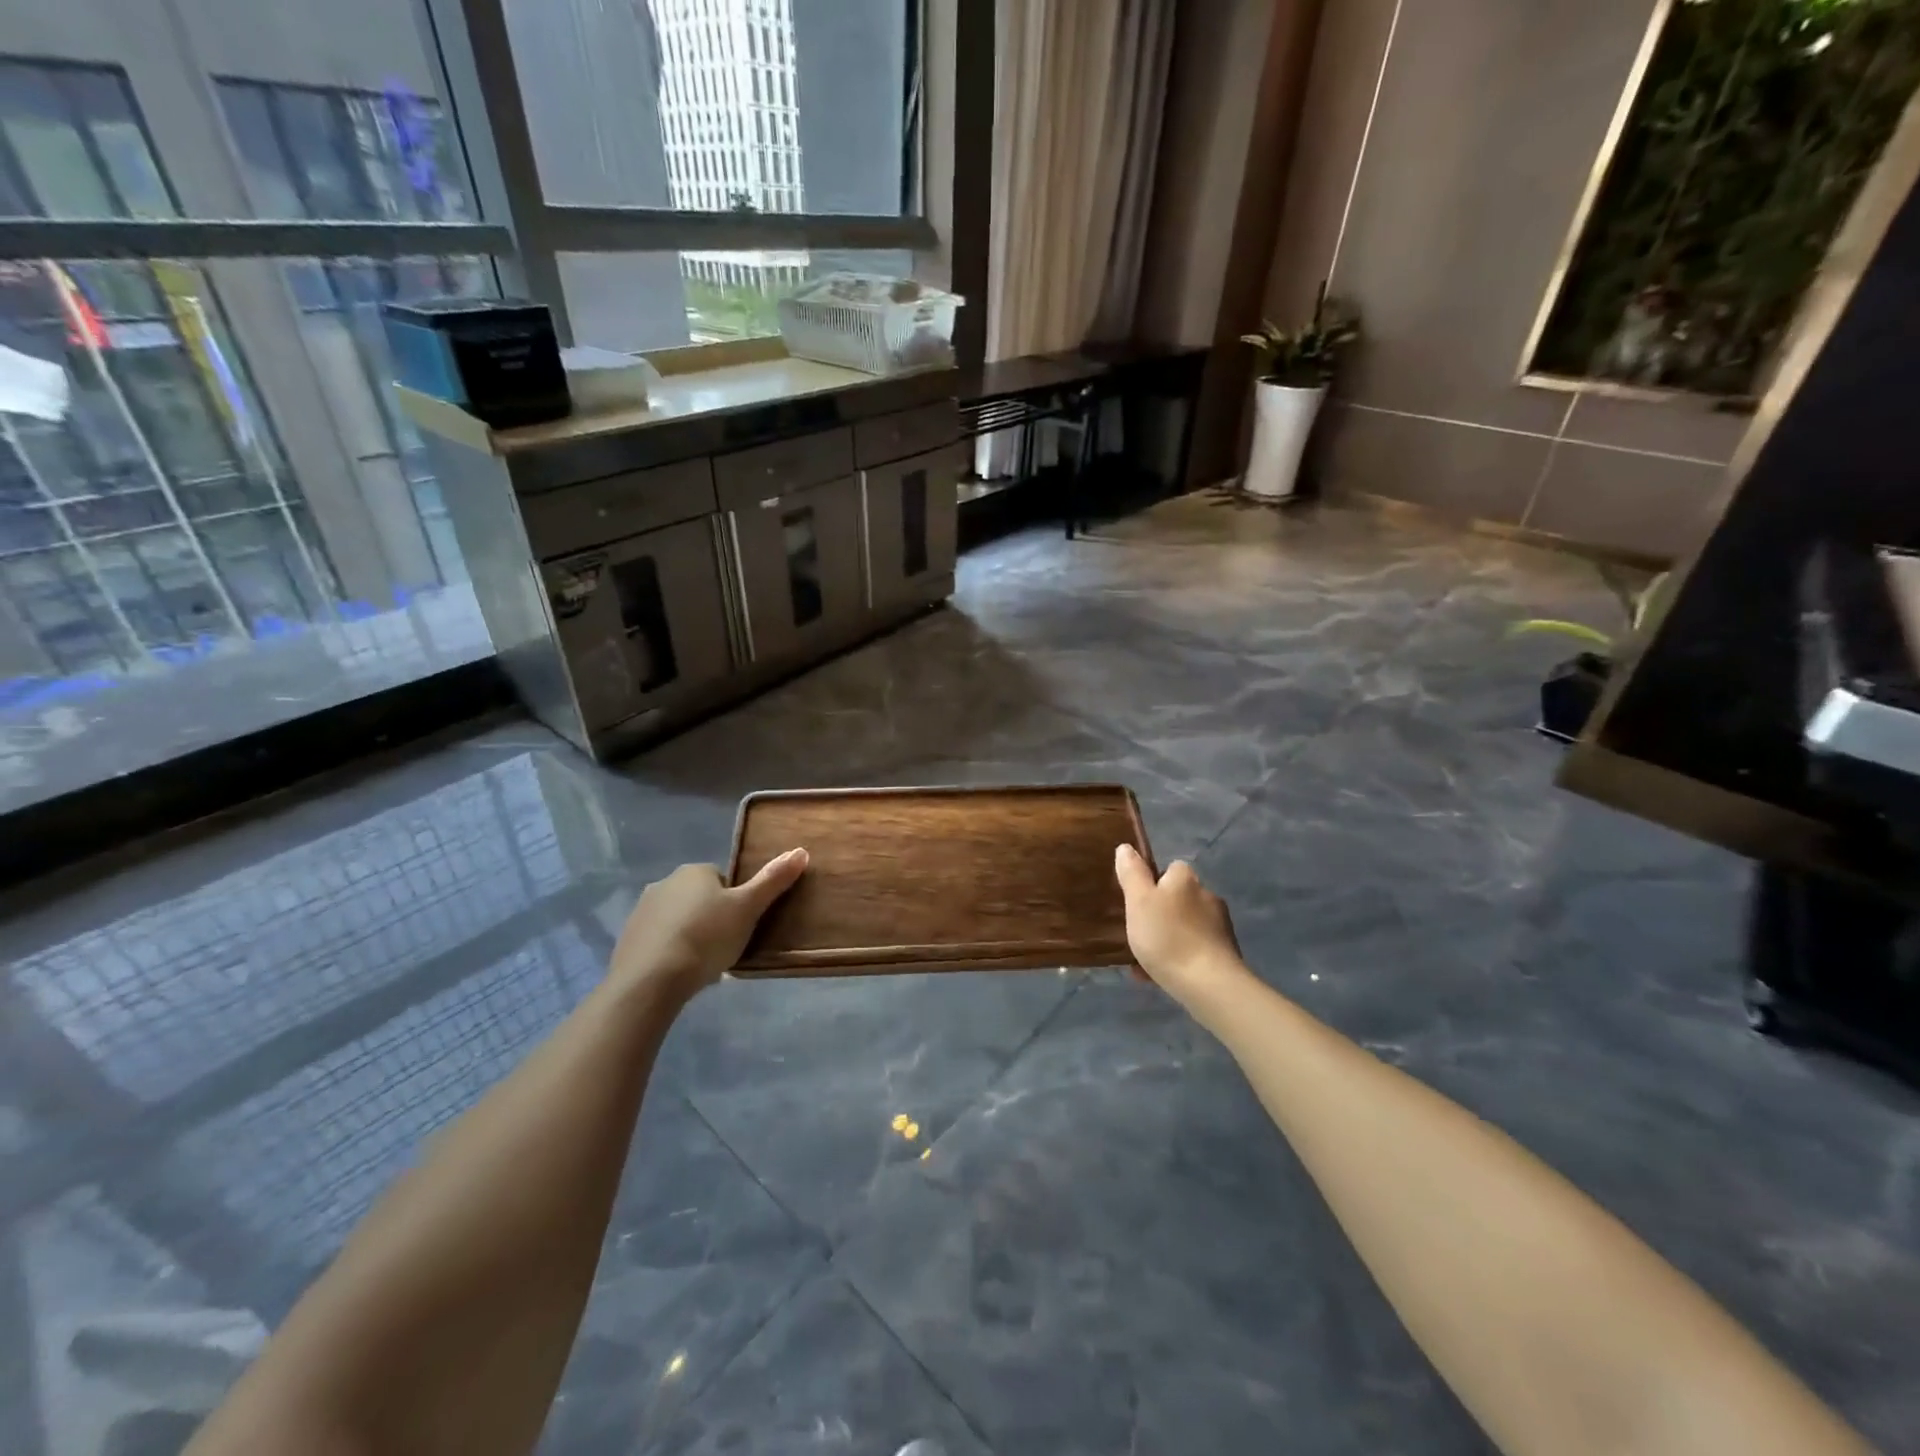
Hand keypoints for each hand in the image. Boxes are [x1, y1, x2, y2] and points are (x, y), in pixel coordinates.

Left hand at [607, 849, 808, 1002]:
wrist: (651, 980)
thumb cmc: (707, 937)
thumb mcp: (748, 908)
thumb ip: (773, 880)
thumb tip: (801, 850)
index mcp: (694, 871)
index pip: (722, 879)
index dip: (735, 901)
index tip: (741, 925)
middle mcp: (664, 883)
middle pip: (698, 897)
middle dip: (711, 917)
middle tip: (726, 945)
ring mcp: (642, 911)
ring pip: (677, 918)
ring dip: (690, 933)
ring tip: (704, 963)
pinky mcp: (627, 939)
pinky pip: (658, 940)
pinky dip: (670, 951)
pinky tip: (679, 972)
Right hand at [1114, 845, 1248, 1010]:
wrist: (1209, 984)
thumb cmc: (1167, 937)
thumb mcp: (1138, 901)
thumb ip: (1132, 873)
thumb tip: (1126, 847)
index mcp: (1186, 879)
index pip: (1168, 870)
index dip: (1150, 884)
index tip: (1136, 904)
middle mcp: (1207, 895)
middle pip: (1176, 899)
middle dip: (1158, 915)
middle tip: (1137, 934)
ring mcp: (1220, 926)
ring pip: (1184, 926)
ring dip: (1167, 939)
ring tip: (1144, 962)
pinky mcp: (1225, 953)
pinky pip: (1194, 949)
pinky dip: (1178, 958)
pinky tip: (1160, 977)